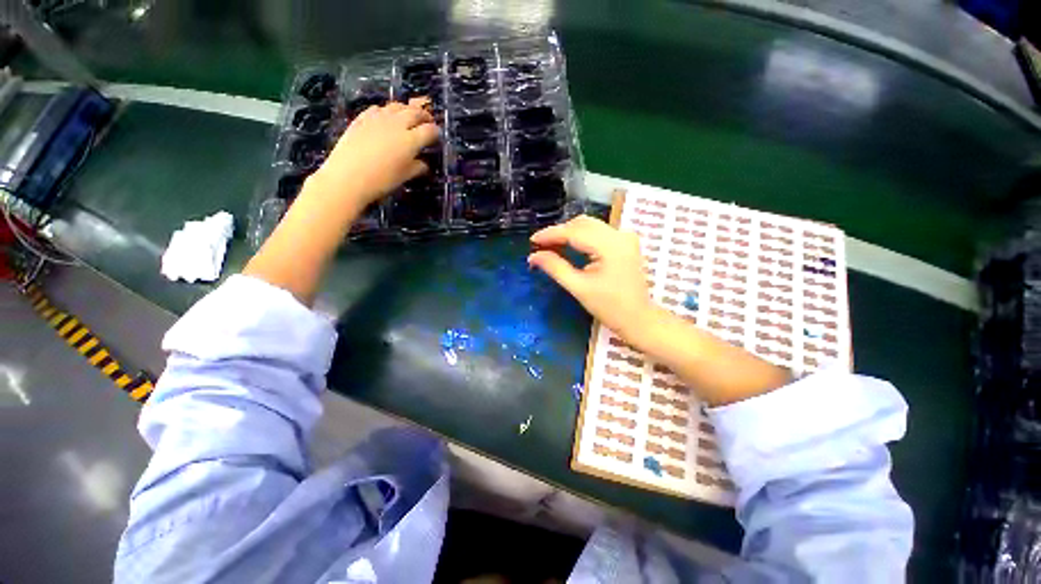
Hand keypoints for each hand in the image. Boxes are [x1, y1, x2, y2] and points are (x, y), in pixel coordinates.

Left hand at [307, 99, 438, 213]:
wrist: (348, 177)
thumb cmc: (381, 181)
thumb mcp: (404, 176)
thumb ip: (417, 168)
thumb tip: (424, 164)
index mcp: (410, 140)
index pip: (429, 130)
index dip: (435, 132)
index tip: (437, 136)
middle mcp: (396, 125)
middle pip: (414, 112)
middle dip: (424, 115)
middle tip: (427, 120)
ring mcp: (378, 119)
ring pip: (396, 106)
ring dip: (406, 110)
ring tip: (409, 116)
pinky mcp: (362, 119)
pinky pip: (378, 109)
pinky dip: (387, 111)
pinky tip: (386, 118)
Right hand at [529, 216, 654, 340]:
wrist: (638, 318)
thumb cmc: (609, 307)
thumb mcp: (578, 287)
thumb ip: (555, 267)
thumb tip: (533, 256)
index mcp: (610, 246)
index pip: (574, 232)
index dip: (551, 234)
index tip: (532, 241)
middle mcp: (620, 235)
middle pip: (583, 223)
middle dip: (559, 232)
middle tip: (541, 246)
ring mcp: (625, 237)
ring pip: (590, 225)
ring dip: (569, 232)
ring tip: (551, 246)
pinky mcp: (625, 242)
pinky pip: (598, 232)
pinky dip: (582, 236)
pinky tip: (570, 245)